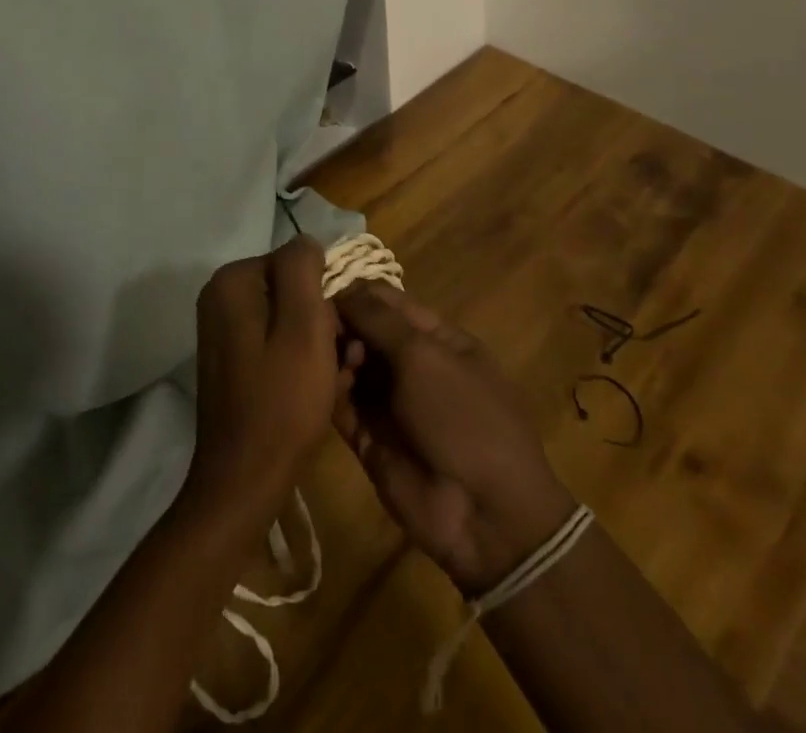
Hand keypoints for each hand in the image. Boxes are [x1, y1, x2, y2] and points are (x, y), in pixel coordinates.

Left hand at [183, 236, 343, 522]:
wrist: (244, 482)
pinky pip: (277, 345)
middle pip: (292, 292)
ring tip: (337, 382)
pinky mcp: (232, 361)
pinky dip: (301, 363)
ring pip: (289, 321)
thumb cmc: (281, 401)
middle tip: (345, 364)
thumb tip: (307, 242)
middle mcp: (221, 298)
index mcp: (232, 282)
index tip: (340, 338)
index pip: (297, 263)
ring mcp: (224, 331)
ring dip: (320, 347)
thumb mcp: (304, 326)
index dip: (325, 297)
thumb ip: (303, 270)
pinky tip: (319, 392)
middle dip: (325, 324)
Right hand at [333, 284, 576, 594]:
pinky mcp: (369, 438)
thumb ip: (378, 320)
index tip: (320, 291)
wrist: (485, 515)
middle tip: (320, 329)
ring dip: (334, 358)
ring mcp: (390, 403)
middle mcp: (411, 365)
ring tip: (328, 361)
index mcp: (436, 338)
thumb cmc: (463, 416)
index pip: (387, 302)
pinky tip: (320, 384)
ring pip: (350, 366)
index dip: (356, 294)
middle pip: (364, 331)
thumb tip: (342, 291)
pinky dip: (328, 392)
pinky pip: (342, 406)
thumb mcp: (424, 356)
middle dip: (341, 325)